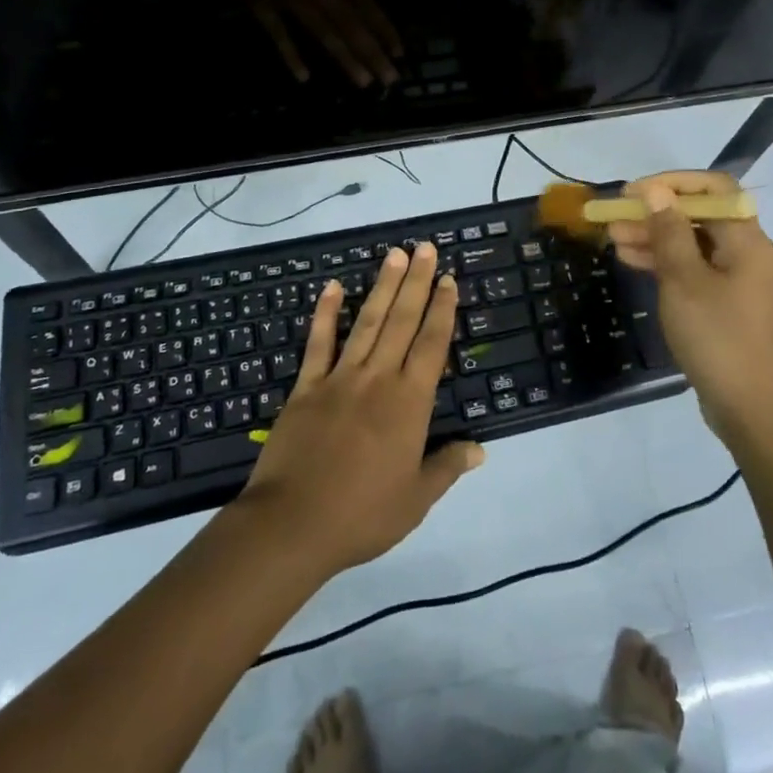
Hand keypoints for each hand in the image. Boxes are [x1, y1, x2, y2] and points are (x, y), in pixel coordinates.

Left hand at [238, 243, 484, 573]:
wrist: (292, 524)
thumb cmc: (362, 515)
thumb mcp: (415, 500)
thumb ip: (447, 467)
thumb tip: (480, 449)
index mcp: (409, 403)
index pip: (432, 344)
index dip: (443, 310)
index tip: (449, 280)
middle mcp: (378, 378)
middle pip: (402, 320)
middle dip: (417, 282)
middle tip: (427, 248)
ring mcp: (339, 378)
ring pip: (366, 321)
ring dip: (383, 286)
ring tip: (395, 254)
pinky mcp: (306, 386)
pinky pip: (319, 342)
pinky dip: (325, 313)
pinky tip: (333, 287)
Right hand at [607, 172, 772, 444]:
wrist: (754, 412)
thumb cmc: (719, 338)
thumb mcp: (685, 281)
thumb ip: (669, 232)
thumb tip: (657, 192)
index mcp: (745, 240)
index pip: (714, 188)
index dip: (673, 182)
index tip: (635, 193)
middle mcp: (745, 253)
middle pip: (698, 216)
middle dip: (655, 213)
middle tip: (614, 217)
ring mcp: (736, 281)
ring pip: (691, 244)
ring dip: (654, 238)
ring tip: (612, 239)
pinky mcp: (726, 306)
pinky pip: (693, 270)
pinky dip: (664, 263)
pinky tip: (632, 262)